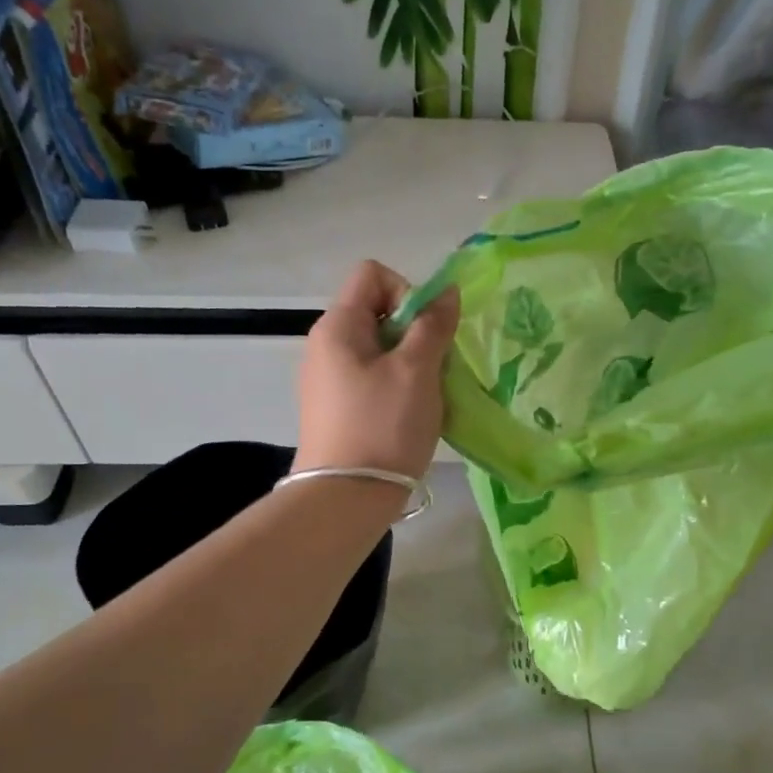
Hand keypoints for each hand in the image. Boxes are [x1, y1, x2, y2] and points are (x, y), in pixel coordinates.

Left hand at [293, 260, 458, 482]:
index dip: (407, 291)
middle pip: (377, 311)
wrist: (346, 497)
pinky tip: (409, 415)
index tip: (425, 331)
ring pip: (379, 348)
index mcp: (338, 326)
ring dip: (411, 362)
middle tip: (433, 367)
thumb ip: (434, 325)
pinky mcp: (335, 407)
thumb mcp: (417, 370)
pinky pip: (372, 378)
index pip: (373, 274)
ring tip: (425, 395)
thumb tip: (447, 292)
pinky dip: (397, 386)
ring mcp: (328, 378)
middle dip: (414, 331)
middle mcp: (325, 345)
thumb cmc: (384, 425)